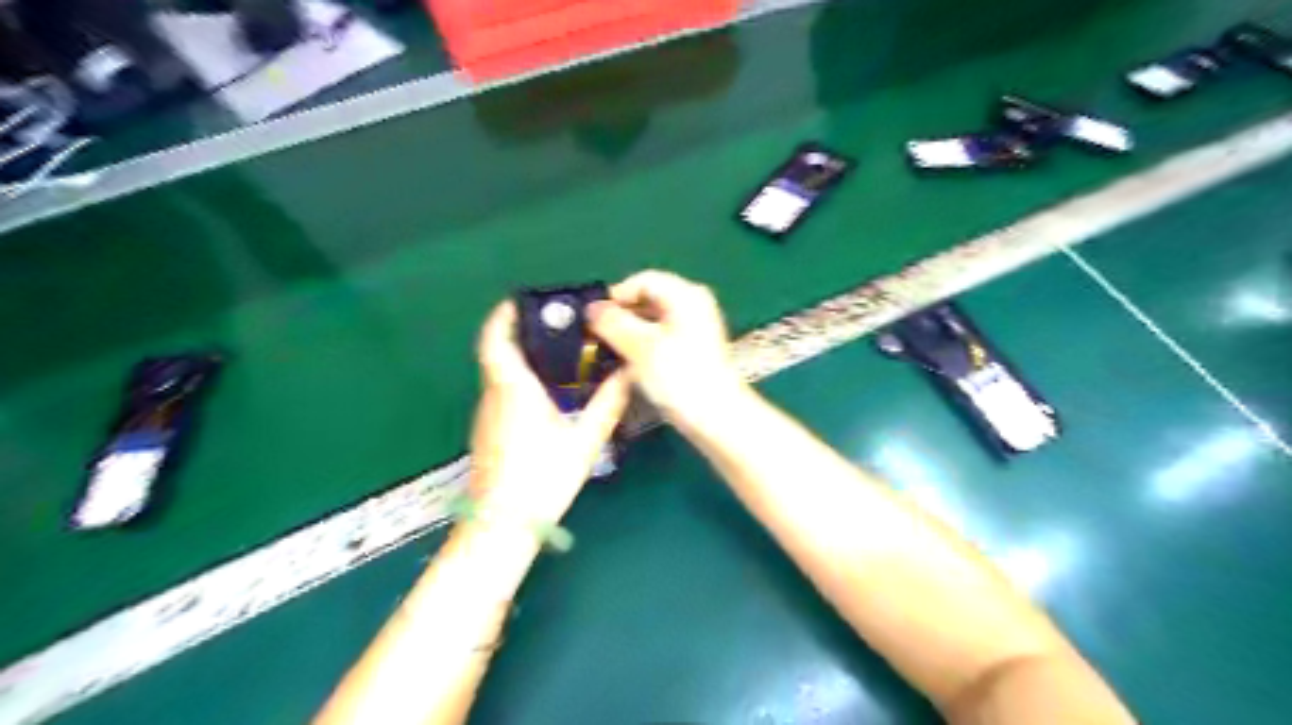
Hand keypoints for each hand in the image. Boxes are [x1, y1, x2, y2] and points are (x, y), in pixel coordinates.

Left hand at [471, 301, 631, 525]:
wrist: (502, 525)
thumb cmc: (542, 477)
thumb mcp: (585, 439)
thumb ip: (608, 402)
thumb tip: (628, 373)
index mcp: (513, 388)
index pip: (495, 338)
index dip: (504, 314)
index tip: (524, 301)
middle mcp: (493, 395)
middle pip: (499, 353)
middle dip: (523, 334)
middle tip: (557, 329)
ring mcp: (487, 415)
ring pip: (500, 375)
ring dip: (523, 360)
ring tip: (561, 359)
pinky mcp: (488, 433)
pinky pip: (502, 394)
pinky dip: (521, 383)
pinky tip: (549, 397)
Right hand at [589, 273, 748, 425]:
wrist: (716, 416)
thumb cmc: (679, 376)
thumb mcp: (640, 346)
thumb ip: (612, 322)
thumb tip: (591, 308)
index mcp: (685, 294)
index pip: (642, 280)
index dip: (615, 296)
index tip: (594, 318)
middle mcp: (693, 304)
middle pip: (648, 298)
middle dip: (621, 315)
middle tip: (597, 335)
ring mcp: (696, 327)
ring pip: (653, 319)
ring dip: (630, 331)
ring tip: (608, 350)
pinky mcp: (694, 348)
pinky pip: (662, 336)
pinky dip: (644, 344)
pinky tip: (629, 362)